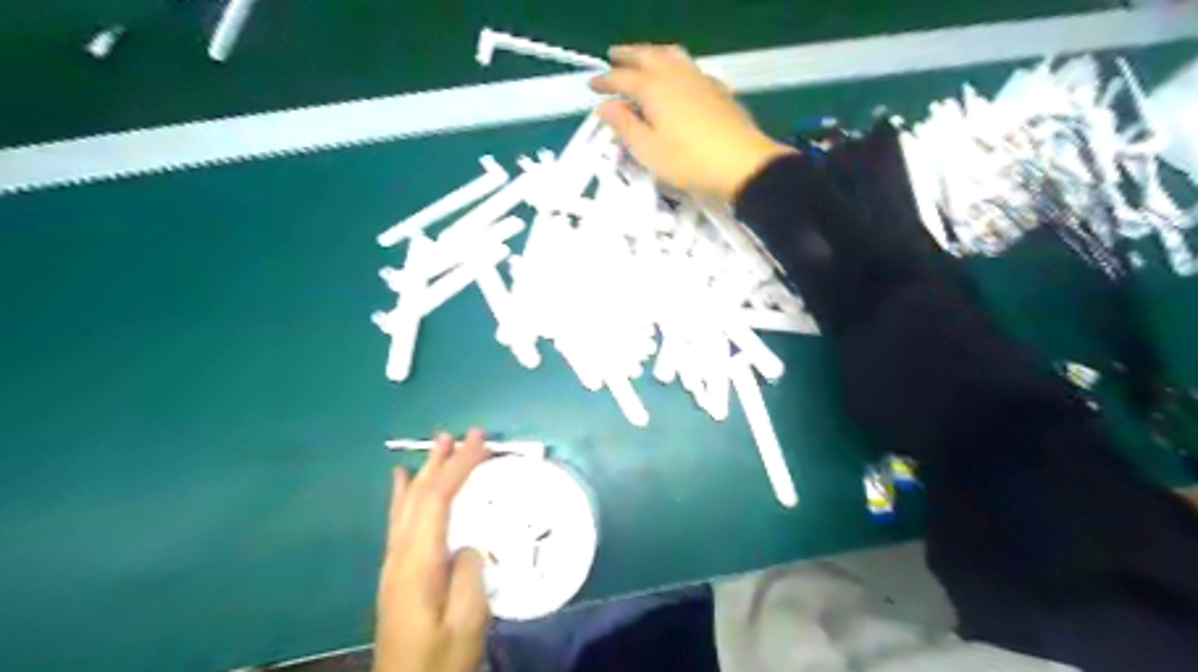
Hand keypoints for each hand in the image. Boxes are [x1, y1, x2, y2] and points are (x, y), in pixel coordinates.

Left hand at [372, 432, 487, 671]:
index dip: (458, 466)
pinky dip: (403, 493)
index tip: (479, 441)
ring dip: (424, 470)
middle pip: (419, 495)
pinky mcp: (396, 572)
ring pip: (406, 504)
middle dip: (442, 461)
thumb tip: (467, 544)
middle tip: (462, 434)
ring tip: (437, 445)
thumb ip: (468, 574)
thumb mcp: (466, 621)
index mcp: (419, 563)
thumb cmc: (440, 658)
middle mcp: (400, 555)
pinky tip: (403, 481)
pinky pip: (398, 520)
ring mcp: (394, 563)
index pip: (437, 500)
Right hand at [588, 45, 792, 202]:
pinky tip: (678, 76)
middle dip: (628, 55)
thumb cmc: (689, 162)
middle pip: (648, 56)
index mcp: (654, 89)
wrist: (742, 165)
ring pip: (672, 55)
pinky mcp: (718, 90)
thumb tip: (605, 105)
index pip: (623, 79)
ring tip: (644, 57)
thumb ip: (625, 125)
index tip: (591, 85)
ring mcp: (700, 80)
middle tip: (613, 55)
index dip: (605, 81)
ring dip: (653, 53)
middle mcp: (676, 76)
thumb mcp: (648, 150)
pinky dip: (675, 64)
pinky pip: (691, 67)